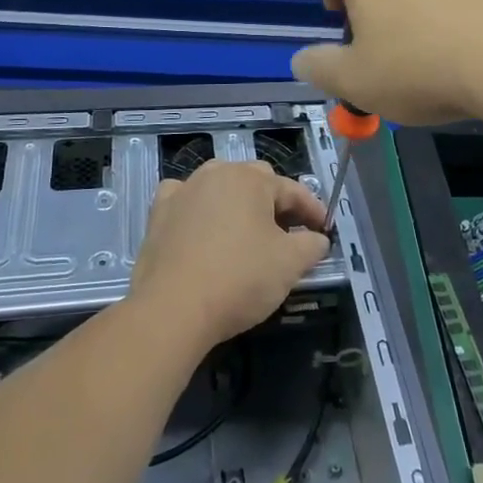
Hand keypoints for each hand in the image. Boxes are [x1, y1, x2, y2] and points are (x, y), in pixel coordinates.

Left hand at [129, 160, 329, 351]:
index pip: (292, 190)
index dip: (313, 210)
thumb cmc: (239, 279)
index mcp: (251, 179)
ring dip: (238, 203)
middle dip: (276, 203)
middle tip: (289, 232)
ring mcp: (184, 191)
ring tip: (248, 230)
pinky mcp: (158, 213)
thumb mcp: (290, 264)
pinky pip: (186, 201)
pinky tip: (202, 227)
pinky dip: (198, 209)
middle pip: (255, 181)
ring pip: (220, 187)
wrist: (172, 308)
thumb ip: (312, 245)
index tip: (324, 230)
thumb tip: (317, 239)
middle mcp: (216, 173)